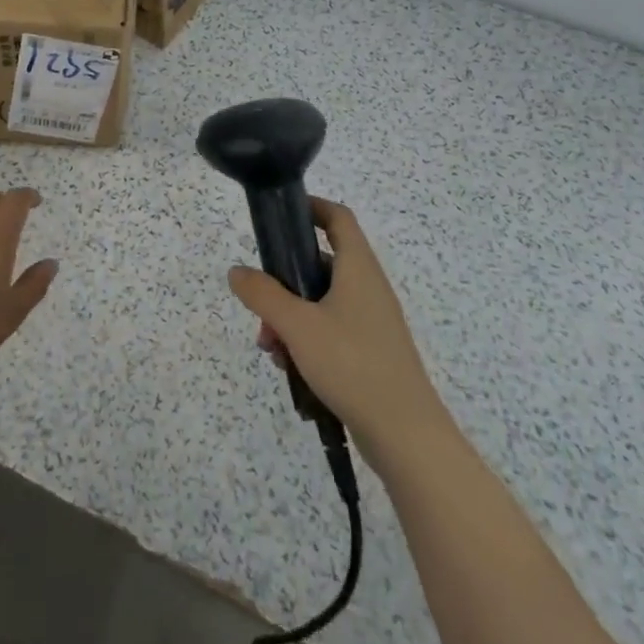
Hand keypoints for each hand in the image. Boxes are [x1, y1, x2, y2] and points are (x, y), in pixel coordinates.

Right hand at [228, 197, 449, 463]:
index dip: (312, 207)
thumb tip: (237, 271)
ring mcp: (370, 322)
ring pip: (320, 302)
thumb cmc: (352, 364)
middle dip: (284, 280)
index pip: (338, 218)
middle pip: (320, 264)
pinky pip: (330, 330)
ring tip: (269, 346)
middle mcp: (367, 288)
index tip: (280, 215)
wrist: (406, 435)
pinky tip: (288, 366)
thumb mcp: (297, 325)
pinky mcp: (369, 352)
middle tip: (260, 303)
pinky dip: (305, 339)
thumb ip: (263, 295)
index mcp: (357, 269)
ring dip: (289, 316)